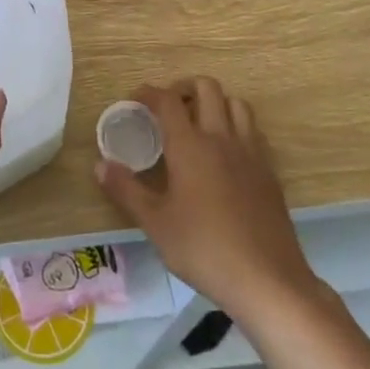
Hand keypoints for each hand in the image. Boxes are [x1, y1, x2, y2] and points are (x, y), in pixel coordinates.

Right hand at [95, 77, 319, 316]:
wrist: (268, 281)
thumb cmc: (204, 249)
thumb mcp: (155, 223)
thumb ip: (126, 189)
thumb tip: (100, 164)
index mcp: (190, 146)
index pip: (167, 100)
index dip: (148, 93)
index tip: (135, 100)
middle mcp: (221, 138)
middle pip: (207, 88)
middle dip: (184, 88)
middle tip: (168, 107)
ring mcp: (251, 153)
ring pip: (236, 104)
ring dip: (215, 102)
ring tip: (198, 123)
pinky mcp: (269, 172)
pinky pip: (253, 131)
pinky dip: (236, 126)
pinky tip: (225, 153)